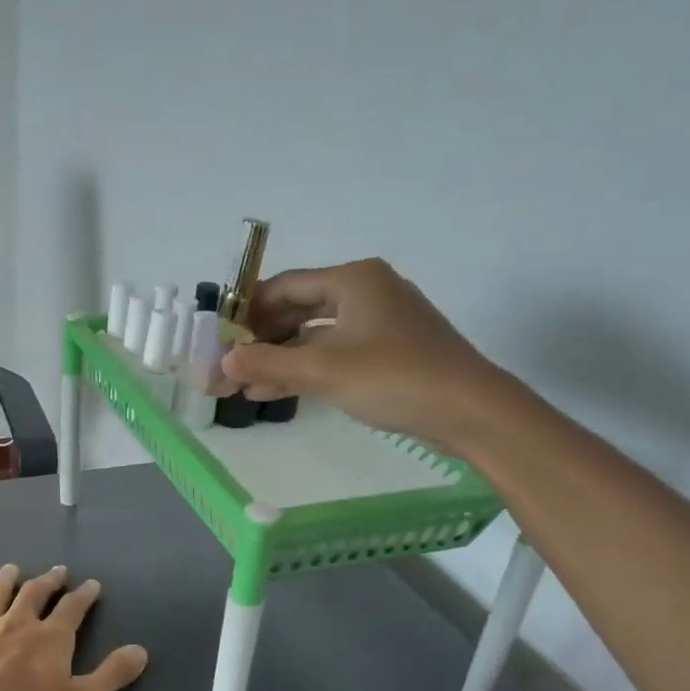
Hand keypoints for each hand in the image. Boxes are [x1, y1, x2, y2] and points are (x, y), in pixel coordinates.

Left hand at [0, 564, 148, 690]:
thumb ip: (111, 676)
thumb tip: (141, 650)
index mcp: (51, 637)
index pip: (73, 608)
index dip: (84, 595)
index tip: (92, 584)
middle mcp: (18, 623)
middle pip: (35, 593)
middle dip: (49, 581)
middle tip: (57, 571)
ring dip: (8, 579)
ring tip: (13, 569)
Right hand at [220, 258, 503, 448]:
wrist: (470, 411)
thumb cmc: (394, 377)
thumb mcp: (324, 369)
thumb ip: (269, 363)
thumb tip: (223, 361)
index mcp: (353, 279)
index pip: (285, 285)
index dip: (247, 310)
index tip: (218, 337)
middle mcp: (366, 292)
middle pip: (299, 309)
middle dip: (261, 340)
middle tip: (228, 365)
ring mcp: (379, 323)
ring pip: (315, 335)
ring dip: (280, 359)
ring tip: (243, 386)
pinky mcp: (389, 352)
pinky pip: (335, 353)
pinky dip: (306, 369)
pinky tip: (275, 392)